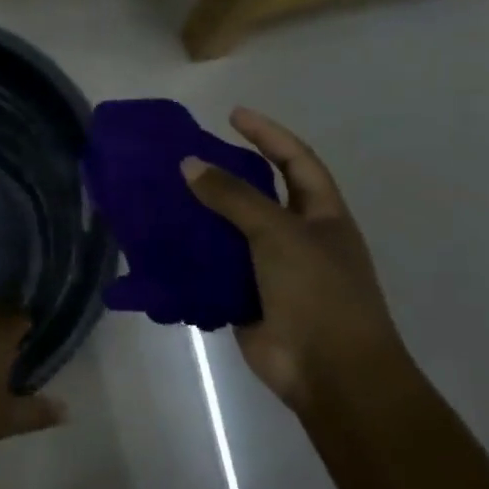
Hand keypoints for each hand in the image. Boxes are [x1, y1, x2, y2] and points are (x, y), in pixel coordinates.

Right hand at [182, 108, 408, 409]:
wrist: (329, 372)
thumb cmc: (318, 293)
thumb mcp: (279, 234)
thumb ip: (234, 197)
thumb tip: (189, 165)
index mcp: (321, 216)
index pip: (296, 161)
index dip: (268, 135)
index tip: (232, 115)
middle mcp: (296, 237)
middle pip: (257, 195)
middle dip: (224, 174)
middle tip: (182, 157)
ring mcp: (270, 270)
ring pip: (229, 232)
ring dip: (199, 216)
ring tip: (160, 196)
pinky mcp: (244, 297)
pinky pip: (212, 268)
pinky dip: (189, 256)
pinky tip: (159, 243)